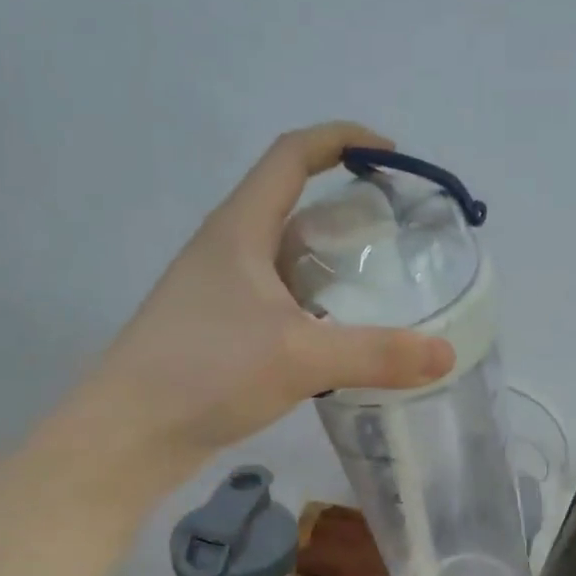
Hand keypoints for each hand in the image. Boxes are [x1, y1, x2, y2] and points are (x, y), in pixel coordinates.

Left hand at [88, 122, 453, 472]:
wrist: (128, 435)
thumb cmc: (205, 373)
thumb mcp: (301, 358)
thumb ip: (377, 354)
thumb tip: (447, 353)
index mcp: (240, 229)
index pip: (292, 155)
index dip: (340, 140)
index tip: (389, 155)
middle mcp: (227, 250)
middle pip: (292, 206)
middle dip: (346, 211)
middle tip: (397, 238)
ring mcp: (219, 293)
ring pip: (285, 259)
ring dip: (330, 264)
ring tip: (380, 290)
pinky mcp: (219, 331)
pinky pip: (278, 301)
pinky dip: (314, 306)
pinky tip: (339, 339)